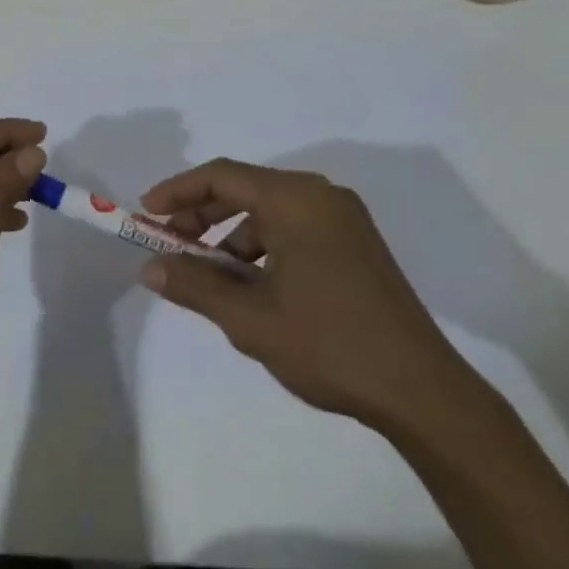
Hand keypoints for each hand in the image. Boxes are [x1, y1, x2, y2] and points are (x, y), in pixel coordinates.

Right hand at [139, 159, 479, 434]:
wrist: (422, 392)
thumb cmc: (329, 345)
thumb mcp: (249, 318)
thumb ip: (195, 285)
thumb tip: (150, 268)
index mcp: (296, 199)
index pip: (222, 176)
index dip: (178, 191)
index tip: (146, 214)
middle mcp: (321, 196)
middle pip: (246, 189)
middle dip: (202, 216)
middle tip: (170, 246)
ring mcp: (343, 220)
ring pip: (269, 212)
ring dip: (232, 237)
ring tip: (210, 278)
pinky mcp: (356, 245)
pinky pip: (294, 229)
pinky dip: (263, 249)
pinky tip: (253, 288)